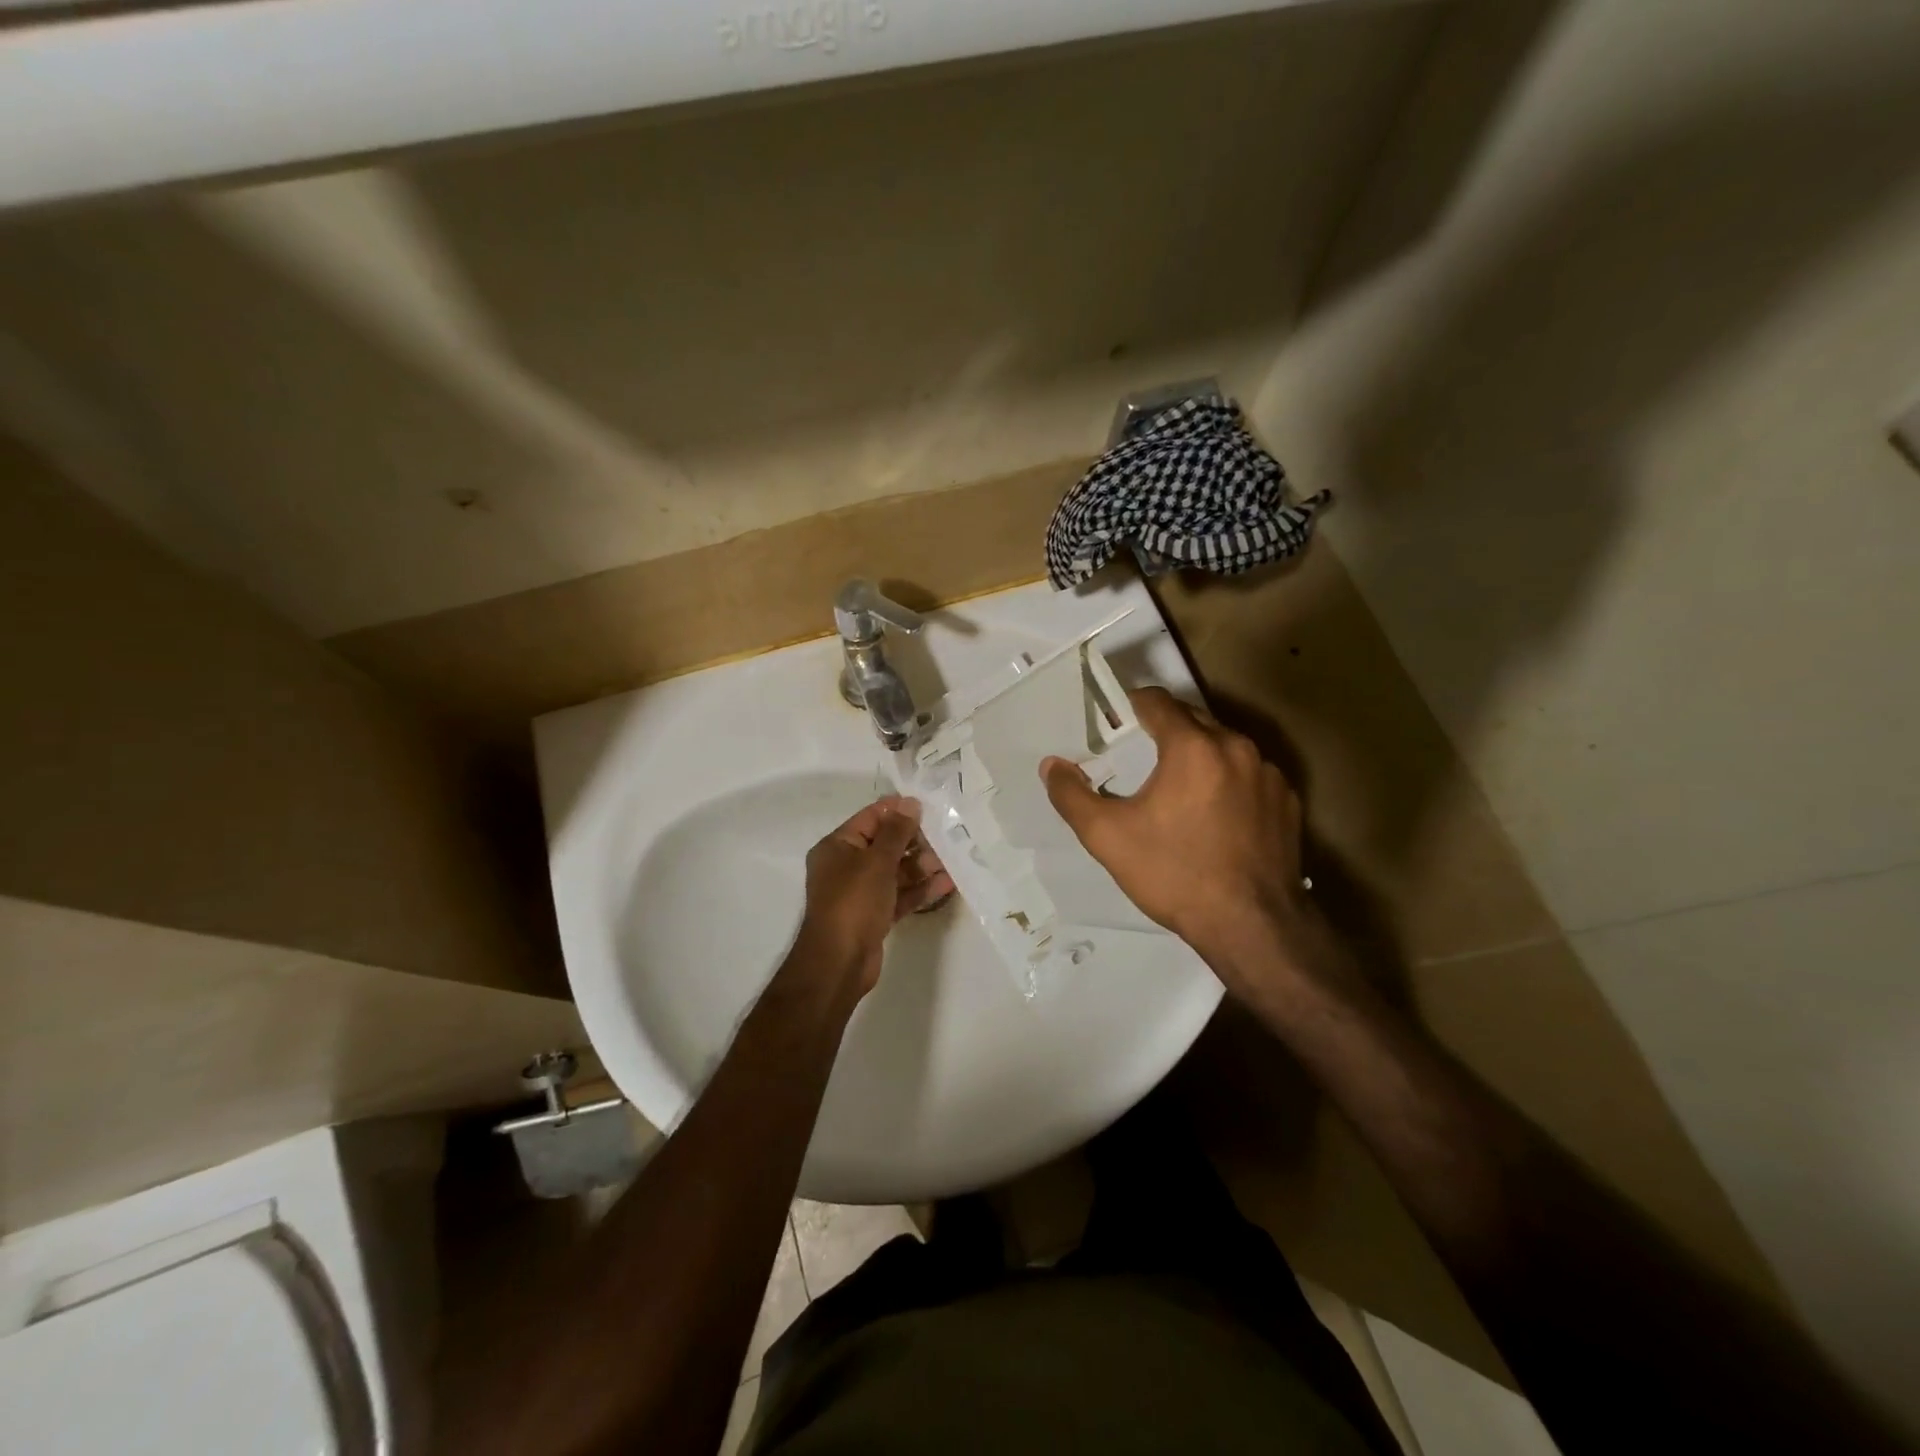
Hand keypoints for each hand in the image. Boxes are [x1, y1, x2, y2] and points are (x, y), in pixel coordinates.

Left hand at [793, 796, 953, 996]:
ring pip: (895, 871)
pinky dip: (920, 889)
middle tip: (946, 836)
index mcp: (837, 847)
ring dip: (922, 866)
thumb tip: (910, 803)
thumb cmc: (854, 902)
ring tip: (951, 861)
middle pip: (884, 845)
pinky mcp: (874, 915)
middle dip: (915, 841)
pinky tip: (947, 884)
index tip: (928, 807)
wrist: (840, 962)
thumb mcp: (877, 861)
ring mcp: (860, 893)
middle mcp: (846, 866)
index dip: (898, 811)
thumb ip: (896, 832)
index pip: (870, 818)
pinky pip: (899, 895)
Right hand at [1040, 688, 1311, 990]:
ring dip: (1198, 755)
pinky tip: (1216, 816)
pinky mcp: (1287, 801)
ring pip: (1224, 745)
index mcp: (1192, 746)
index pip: (1157, 701)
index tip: (1114, 724)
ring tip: (1178, 789)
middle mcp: (1236, 747)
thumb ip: (1072, 795)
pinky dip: (1228, 781)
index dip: (1131, 706)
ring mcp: (1268, 774)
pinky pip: (1250, 774)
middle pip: (1193, 718)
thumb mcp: (1107, 837)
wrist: (1252, 926)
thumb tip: (1051, 766)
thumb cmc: (1174, 874)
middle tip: (1139, 757)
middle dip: (1164, 729)